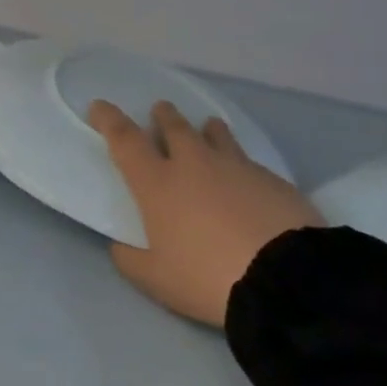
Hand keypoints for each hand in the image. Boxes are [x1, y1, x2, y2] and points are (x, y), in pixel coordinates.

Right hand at [90, 100, 322, 326]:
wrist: (286, 279)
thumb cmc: (207, 277)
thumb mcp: (156, 280)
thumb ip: (131, 260)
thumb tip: (121, 247)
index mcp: (157, 182)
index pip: (125, 140)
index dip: (109, 120)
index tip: (100, 105)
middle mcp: (193, 163)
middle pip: (174, 127)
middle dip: (163, 116)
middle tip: (160, 111)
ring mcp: (236, 167)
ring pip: (215, 135)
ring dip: (206, 130)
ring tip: (207, 128)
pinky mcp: (272, 180)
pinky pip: (249, 162)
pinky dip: (240, 164)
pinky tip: (247, 179)